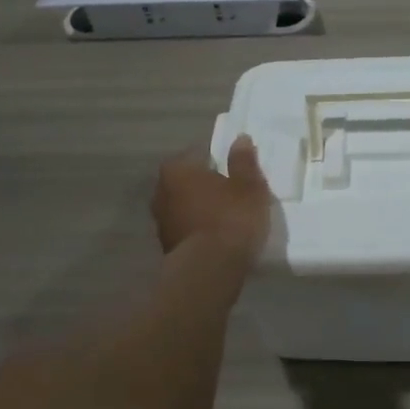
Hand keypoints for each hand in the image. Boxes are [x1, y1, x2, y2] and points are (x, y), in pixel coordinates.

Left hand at [152, 136, 272, 258]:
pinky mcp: (167, 247)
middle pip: (188, 181)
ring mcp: (161, 221)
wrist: (210, 269)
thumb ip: (243, 161)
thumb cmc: (230, 217)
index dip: (218, 160)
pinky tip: (218, 237)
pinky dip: (199, 229)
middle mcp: (161, 191)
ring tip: (227, 216)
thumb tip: (240, 139)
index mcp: (177, 169)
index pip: (198, 154)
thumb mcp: (248, 185)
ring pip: (186, 206)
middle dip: (206, 184)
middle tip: (232, 191)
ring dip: (201, 208)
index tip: (234, 169)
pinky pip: (187, 229)